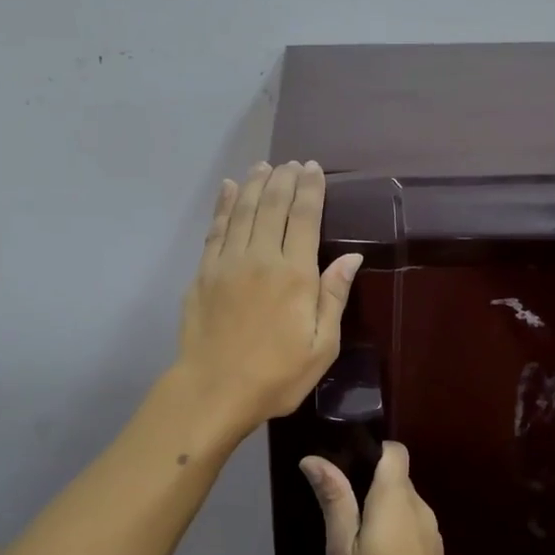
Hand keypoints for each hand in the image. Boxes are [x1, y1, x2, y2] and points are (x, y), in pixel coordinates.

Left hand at [176, 161, 361, 434]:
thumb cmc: (276, 375)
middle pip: (273, 205)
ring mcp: (228, 262)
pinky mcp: (203, 272)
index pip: (305, 217)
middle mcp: (261, 257)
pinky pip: (216, 228)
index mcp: (295, 275)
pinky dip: (223, 204)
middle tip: (291, 163)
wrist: (214, 390)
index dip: (310, 189)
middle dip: (284, 179)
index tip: (313, 169)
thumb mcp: (322, 346)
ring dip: (255, 184)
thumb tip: (351, 257)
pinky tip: (228, 188)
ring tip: (264, 166)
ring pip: (243, 210)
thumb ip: (333, 297)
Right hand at [299, 443, 461, 554]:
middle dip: (368, 482)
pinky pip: (410, 524)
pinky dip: (392, 528)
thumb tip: (314, 459)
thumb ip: (334, 500)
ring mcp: (431, 533)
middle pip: (397, 476)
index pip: (395, 451)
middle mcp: (420, 508)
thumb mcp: (342, 549)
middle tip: (335, 505)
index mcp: (396, 499)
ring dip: (379, 508)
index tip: (344, 463)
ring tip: (350, 534)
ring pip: (403, 502)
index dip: (372, 449)